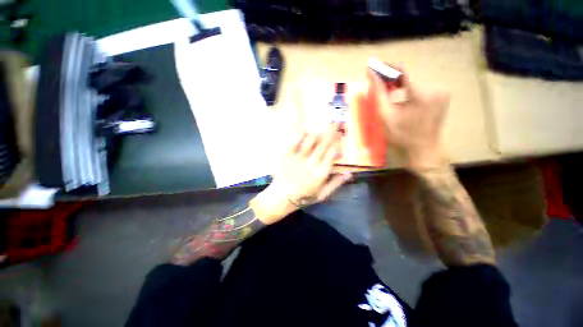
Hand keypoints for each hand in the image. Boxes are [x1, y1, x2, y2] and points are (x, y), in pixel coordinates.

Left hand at [250, 125, 351, 224]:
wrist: (282, 197)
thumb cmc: (304, 196)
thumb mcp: (323, 194)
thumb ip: (336, 183)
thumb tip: (349, 173)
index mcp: (322, 172)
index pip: (333, 152)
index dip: (338, 141)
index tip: (341, 134)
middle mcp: (312, 163)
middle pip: (324, 142)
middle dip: (332, 130)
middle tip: (336, 122)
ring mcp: (299, 158)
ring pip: (311, 139)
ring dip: (318, 133)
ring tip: (321, 130)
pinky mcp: (287, 155)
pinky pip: (295, 140)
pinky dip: (301, 134)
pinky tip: (305, 132)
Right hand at [367, 69, 449, 170]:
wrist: (423, 149)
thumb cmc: (401, 135)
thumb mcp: (385, 115)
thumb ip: (379, 93)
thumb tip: (371, 74)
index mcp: (421, 93)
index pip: (403, 71)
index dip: (387, 68)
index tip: (375, 68)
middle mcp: (435, 88)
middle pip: (409, 77)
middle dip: (393, 81)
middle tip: (381, 87)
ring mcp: (442, 91)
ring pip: (415, 82)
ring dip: (402, 87)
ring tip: (392, 97)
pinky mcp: (443, 95)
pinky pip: (423, 87)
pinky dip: (411, 91)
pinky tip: (405, 100)